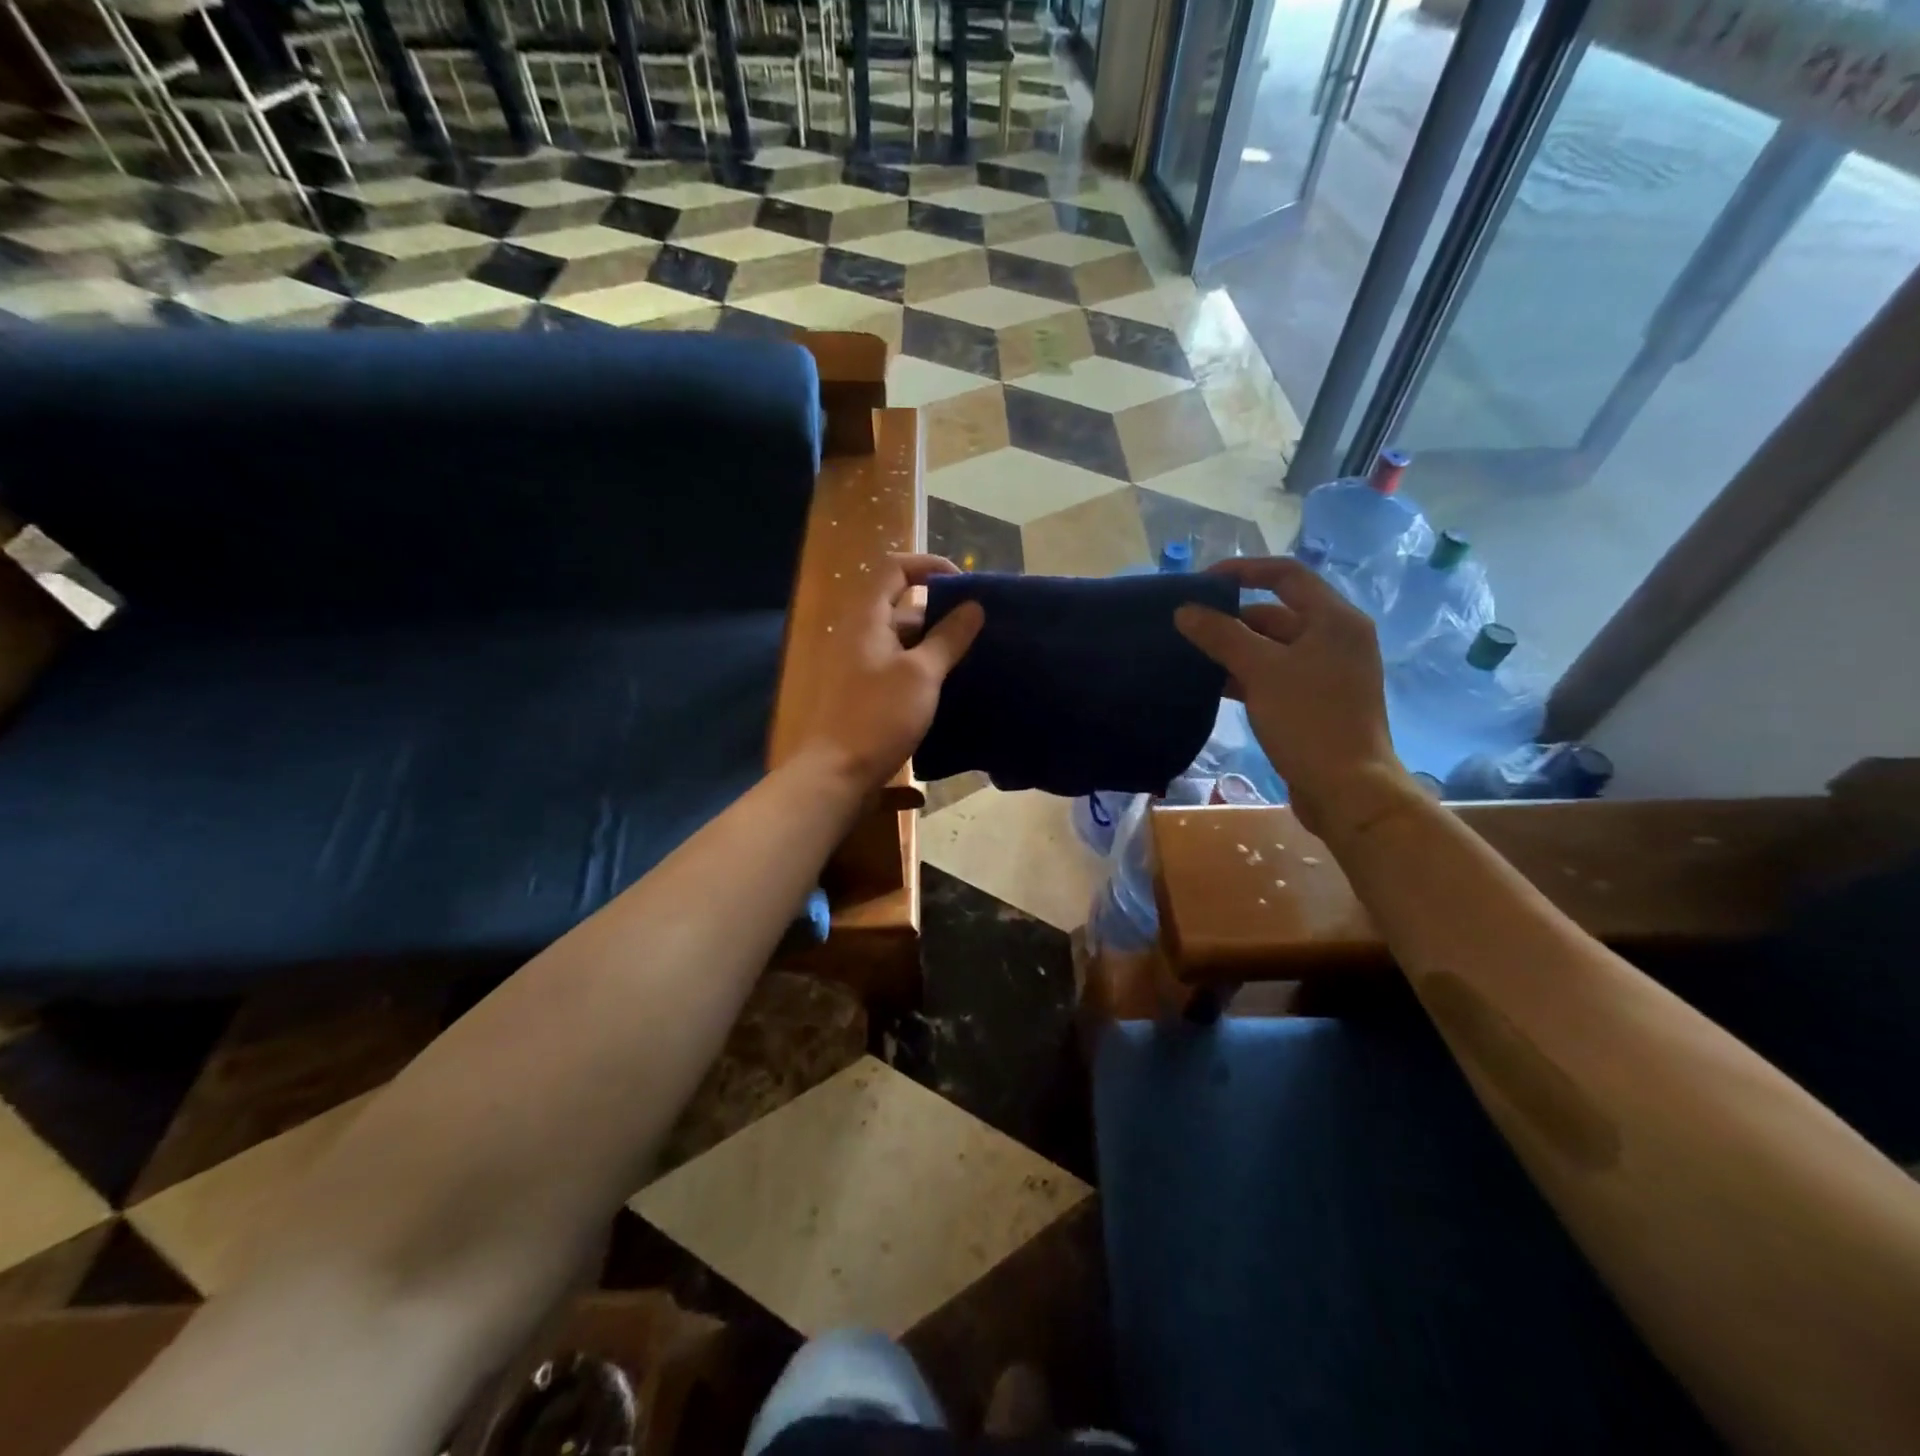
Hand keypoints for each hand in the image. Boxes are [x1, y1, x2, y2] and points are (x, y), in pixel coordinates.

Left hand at [802, 553, 983, 792]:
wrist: (838, 773)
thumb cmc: (879, 716)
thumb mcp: (922, 674)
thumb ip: (948, 637)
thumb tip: (974, 607)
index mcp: (868, 619)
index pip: (895, 568)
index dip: (929, 566)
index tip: (965, 584)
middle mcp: (861, 635)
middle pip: (903, 606)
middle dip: (942, 611)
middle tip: (980, 626)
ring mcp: (862, 665)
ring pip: (904, 641)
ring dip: (937, 643)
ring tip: (975, 656)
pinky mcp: (866, 693)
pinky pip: (900, 667)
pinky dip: (925, 668)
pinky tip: (952, 685)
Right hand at [1175, 557, 1416, 842]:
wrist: (1347, 789)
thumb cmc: (1309, 719)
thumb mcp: (1261, 671)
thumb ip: (1221, 636)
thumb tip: (1185, 610)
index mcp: (1334, 619)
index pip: (1286, 575)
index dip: (1243, 570)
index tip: (1202, 582)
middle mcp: (1335, 638)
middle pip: (1276, 613)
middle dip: (1231, 619)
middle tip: (1188, 626)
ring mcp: (1326, 672)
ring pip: (1272, 647)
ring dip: (1234, 650)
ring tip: (1191, 656)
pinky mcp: (1315, 701)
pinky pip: (1274, 675)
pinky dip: (1245, 675)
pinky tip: (1212, 686)